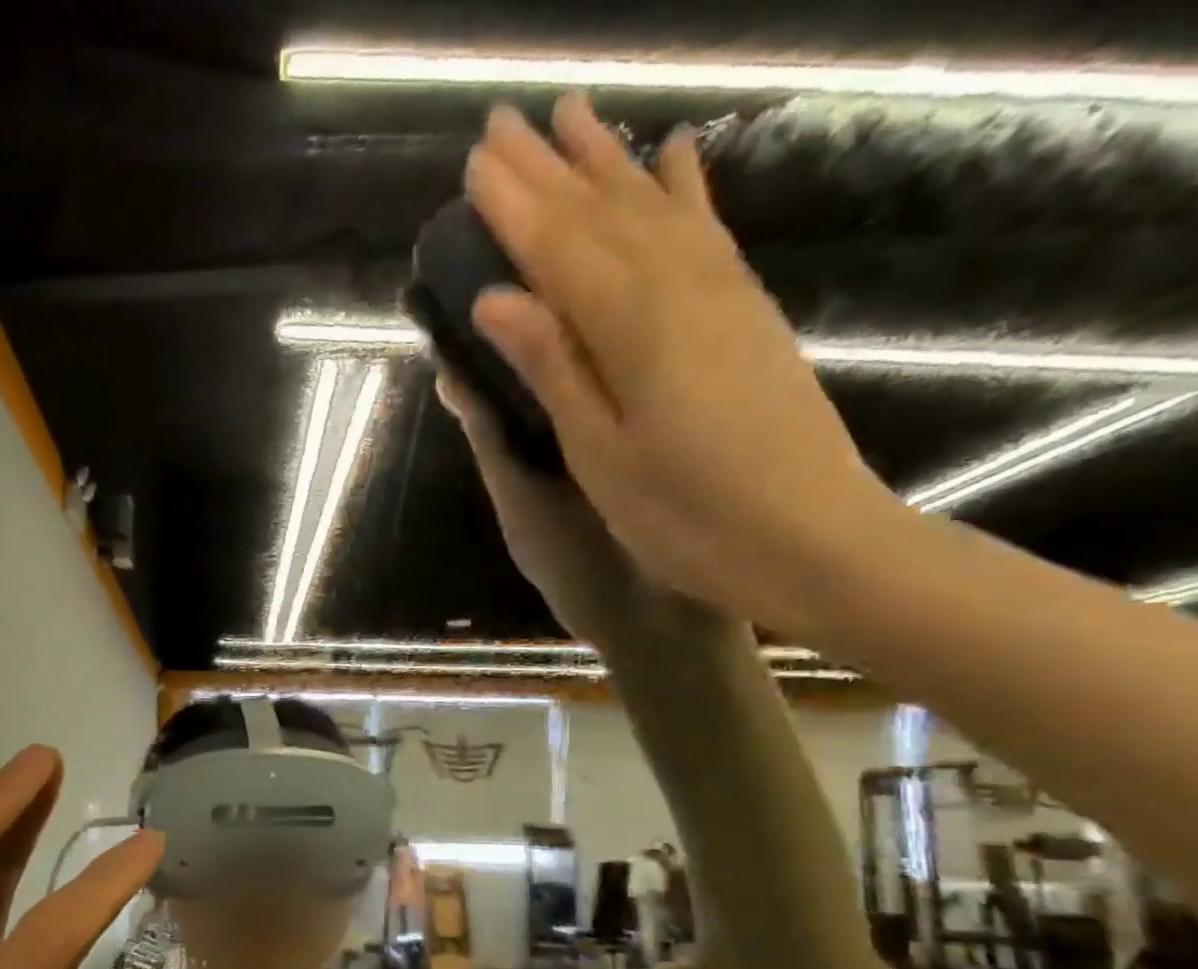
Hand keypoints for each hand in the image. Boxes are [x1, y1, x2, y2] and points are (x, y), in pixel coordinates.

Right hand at [462, 96, 899, 633]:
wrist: (808, 537)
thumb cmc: (685, 516)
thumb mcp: (600, 454)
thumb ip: (554, 367)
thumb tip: (498, 298)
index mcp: (631, 328)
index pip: (558, 249)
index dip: (513, 206)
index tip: (474, 162)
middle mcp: (680, 287)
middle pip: (602, 214)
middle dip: (549, 168)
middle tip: (504, 123)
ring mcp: (723, 293)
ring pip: (654, 208)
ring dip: (609, 161)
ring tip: (574, 116)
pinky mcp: (748, 311)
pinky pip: (707, 230)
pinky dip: (684, 189)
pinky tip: (673, 157)